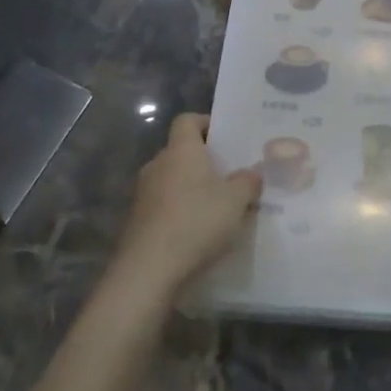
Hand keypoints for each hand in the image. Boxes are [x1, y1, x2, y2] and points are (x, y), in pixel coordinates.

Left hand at [116, 114, 262, 297]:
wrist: (150, 270)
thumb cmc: (197, 222)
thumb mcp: (236, 200)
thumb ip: (248, 181)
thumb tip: (251, 174)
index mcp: (181, 150)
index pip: (188, 120)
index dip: (207, 123)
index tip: (227, 137)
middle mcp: (158, 165)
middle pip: (182, 151)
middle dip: (205, 160)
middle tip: (232, 174)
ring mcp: (144, 194)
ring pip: (174, 180)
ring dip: (193, 188)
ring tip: (220, 205)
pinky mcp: (139, 221)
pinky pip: (165, 205)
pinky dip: (182, 210)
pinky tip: (200, 230)